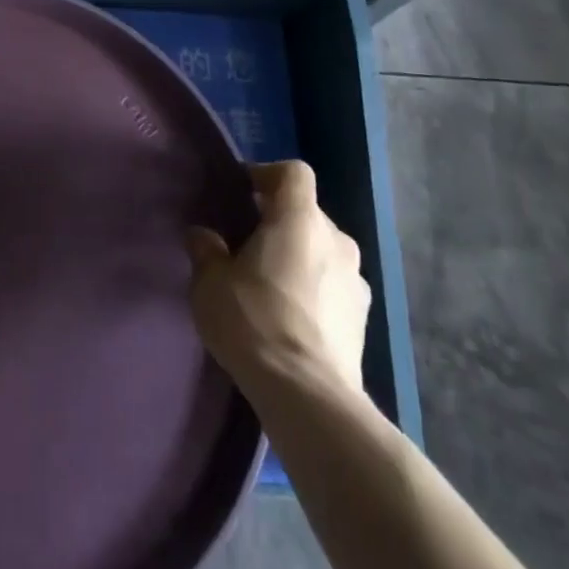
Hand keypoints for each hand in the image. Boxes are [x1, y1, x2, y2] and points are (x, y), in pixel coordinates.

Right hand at [186, 160, 368, 395]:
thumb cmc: (254, 320)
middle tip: (247, 244)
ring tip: (269, 284)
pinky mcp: (364, 320)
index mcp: (300, 219)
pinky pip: (334, 286)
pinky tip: (290, 317)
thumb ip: (206, 249)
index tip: (243, 194)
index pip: (293, 172)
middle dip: (280, 221)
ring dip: (299, 257)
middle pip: (307, 213)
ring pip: (323, 251)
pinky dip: (314, 290)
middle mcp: (337, 240)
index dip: (267, 175)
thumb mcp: (210, 281)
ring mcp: (357, 281)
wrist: (307, 396)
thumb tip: (204, 236)